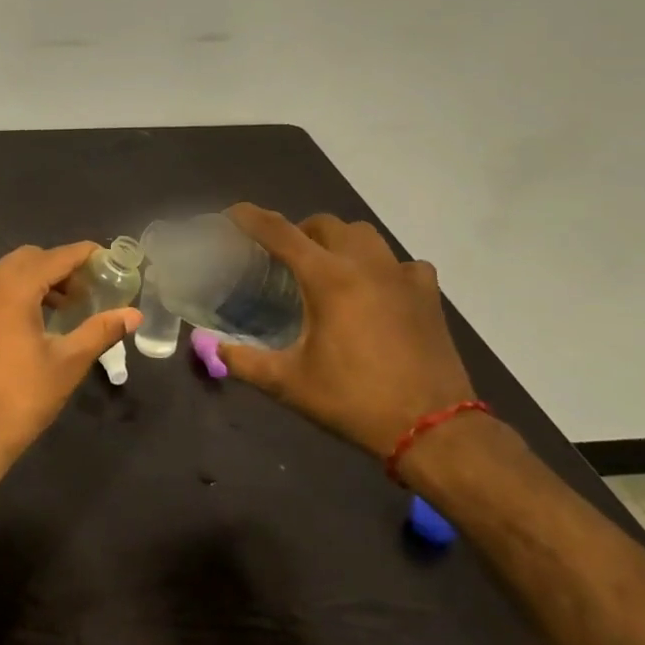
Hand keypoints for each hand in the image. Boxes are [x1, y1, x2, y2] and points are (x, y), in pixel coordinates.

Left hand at [0, 243, 140, 479]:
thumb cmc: (19, 400)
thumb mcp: (67, 364)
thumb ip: (100, 331)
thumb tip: (133, 314)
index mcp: (10, 288)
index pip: (54, 257)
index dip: (83, 255)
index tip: (107, 260)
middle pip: (28, 259)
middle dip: (59, 267)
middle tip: (87, 291)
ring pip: (5, 273)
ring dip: (36, 281)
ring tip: (63, 309)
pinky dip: (12, 293)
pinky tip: (30, 323)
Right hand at [217, 204, 474, 457]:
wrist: (434, 430)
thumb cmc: (354, 401)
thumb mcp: (289, 384)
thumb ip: (244, 361)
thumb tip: (210, 347)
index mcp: (328, 278)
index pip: (280, 232)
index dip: (251, 218)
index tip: (231, 214)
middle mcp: (365, 264)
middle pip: (325, 224)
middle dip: (299, 231)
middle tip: (283, 258)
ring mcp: (402, 276)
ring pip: (364, 235)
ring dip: (340, 242)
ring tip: (327, 268)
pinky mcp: (428, 295)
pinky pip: (401, 263)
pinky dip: (383, 268)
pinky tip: (377, 291)